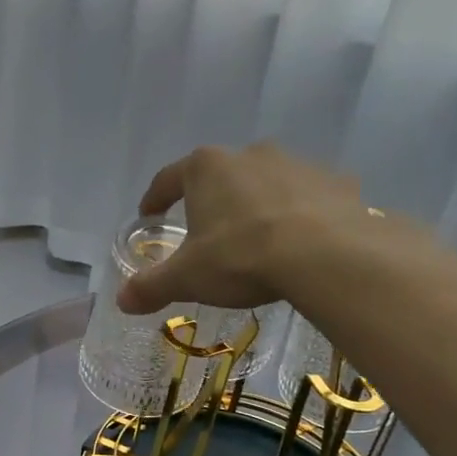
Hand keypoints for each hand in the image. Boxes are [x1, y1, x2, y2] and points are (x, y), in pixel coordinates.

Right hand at [116, 143, 369, 314]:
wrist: (327, 255)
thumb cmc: (241, 257)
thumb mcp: (187, 278)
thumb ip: (151, 286)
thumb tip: (121, 300)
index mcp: (207, 169)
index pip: (169, 178)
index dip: (155, 198)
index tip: (149, 214)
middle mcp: (250, 155)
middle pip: (221, 177)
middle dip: (212, 202)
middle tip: (207, 233)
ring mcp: (297, 164)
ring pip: (266, 184)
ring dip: (257, 206)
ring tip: (257, 241)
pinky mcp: (335, 182)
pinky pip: (308, 199)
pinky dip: (300, 215)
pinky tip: (301, 243)